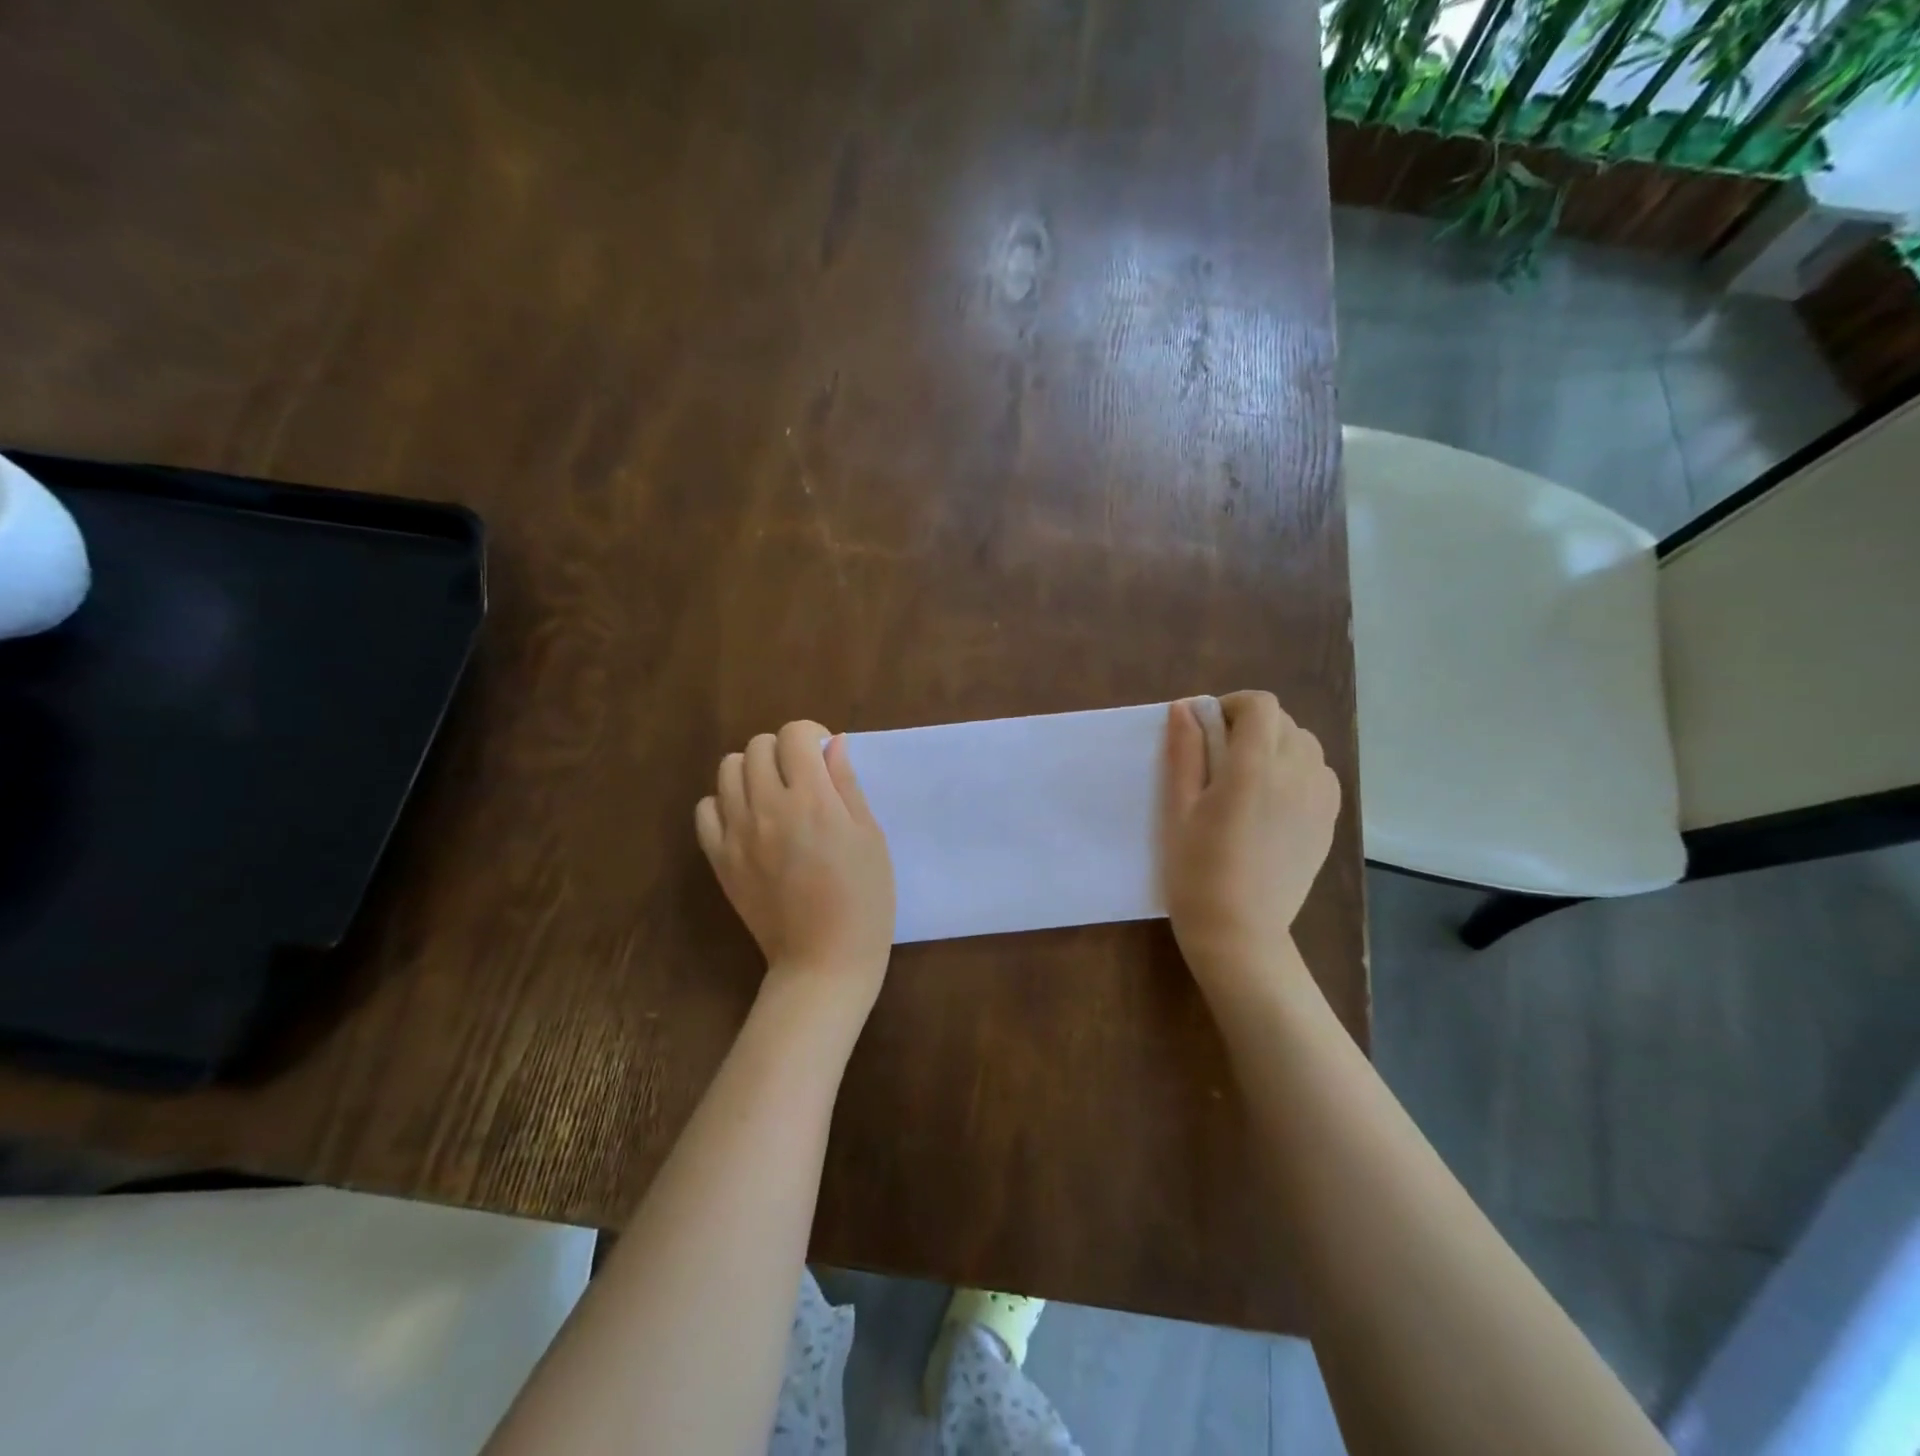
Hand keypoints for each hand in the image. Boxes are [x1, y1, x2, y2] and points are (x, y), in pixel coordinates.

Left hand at [696, 722, 895, 1008]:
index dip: (812, 736)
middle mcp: (768, 807)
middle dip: (782, 751)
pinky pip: (706, 809)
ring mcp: (737, 833)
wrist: (823, 960)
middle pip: (757, 746)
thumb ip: (847, 785)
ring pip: (727, 769)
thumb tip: (833, 745)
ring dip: (752, 771)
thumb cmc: (864, 899)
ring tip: (773, 796)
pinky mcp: (719, 859)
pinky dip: (724, 803)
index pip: (795, 734)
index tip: (824, 758)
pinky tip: (748, 820)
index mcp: (812, 799)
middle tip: (802, 778)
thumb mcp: (870, 837)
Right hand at [1161, 691, 1339, 984]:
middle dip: (1251, 726)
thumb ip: (1184, 752)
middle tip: (1219, 759)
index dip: (1232, 706)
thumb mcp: (1178, 809)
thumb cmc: (1196, 870)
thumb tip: (1185, 708)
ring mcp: (1320, 799)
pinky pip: (1320, 774)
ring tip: (1249, 779)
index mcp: (1254, 768)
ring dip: (1277, 745)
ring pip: (1306, 745)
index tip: (1208, 730)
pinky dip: (1298, 770)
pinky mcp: (1330, 821)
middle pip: (1283, 722)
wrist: (1238, 931)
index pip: (1260, 705)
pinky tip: (1274, 800)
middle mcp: (1297, 774)